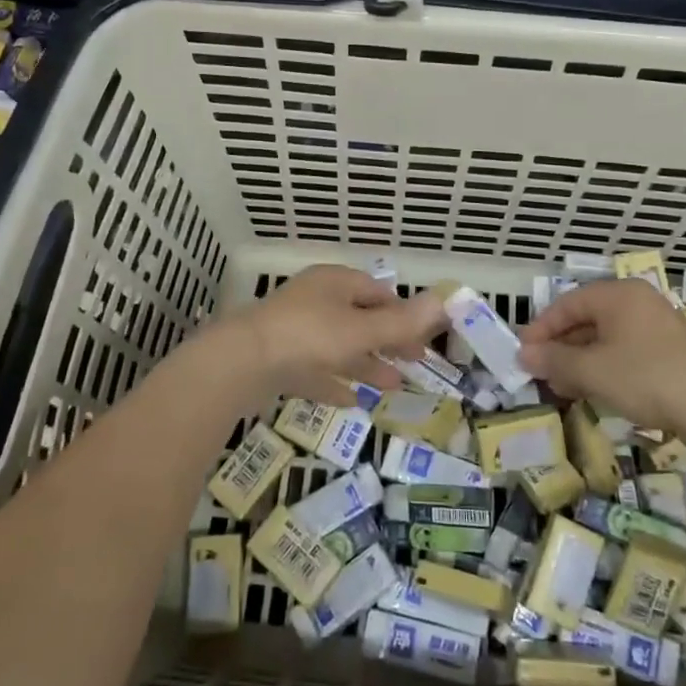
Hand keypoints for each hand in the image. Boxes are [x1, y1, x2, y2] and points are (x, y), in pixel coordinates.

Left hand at [225, 265, 445, 406]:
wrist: (241, 363)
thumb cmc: (309, 336)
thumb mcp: (362, 330)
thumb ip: (402, 322)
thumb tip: (444, 300)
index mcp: (335, 283)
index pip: (377, 292)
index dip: (403, 313)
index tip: (424, 338)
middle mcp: (315, 301)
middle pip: (360, 319)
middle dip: (388, 341)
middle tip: (413, 364)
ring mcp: (294, 330)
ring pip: (339, 346)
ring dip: (366, 364)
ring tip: (392, 386)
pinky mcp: (279, 360)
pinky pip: (315, 370)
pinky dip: (335, 382)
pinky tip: (352, 402)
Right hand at [518, 277, 685, 431]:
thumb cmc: (646, 377)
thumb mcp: (592, 369)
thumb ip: (554, 360)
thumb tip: (524, 355)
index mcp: (617, 295)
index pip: (566, 304)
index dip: (540, 329)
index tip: (522, 354)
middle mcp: (636, 303)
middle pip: (585, 320)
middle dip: (559, 348)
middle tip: (539, 373)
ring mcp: (655, 327)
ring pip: (605, 339)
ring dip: (579, 362)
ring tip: (561, 388)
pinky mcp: (669, 353)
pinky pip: (625, 353)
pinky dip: (604, 369)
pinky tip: (593, 392)